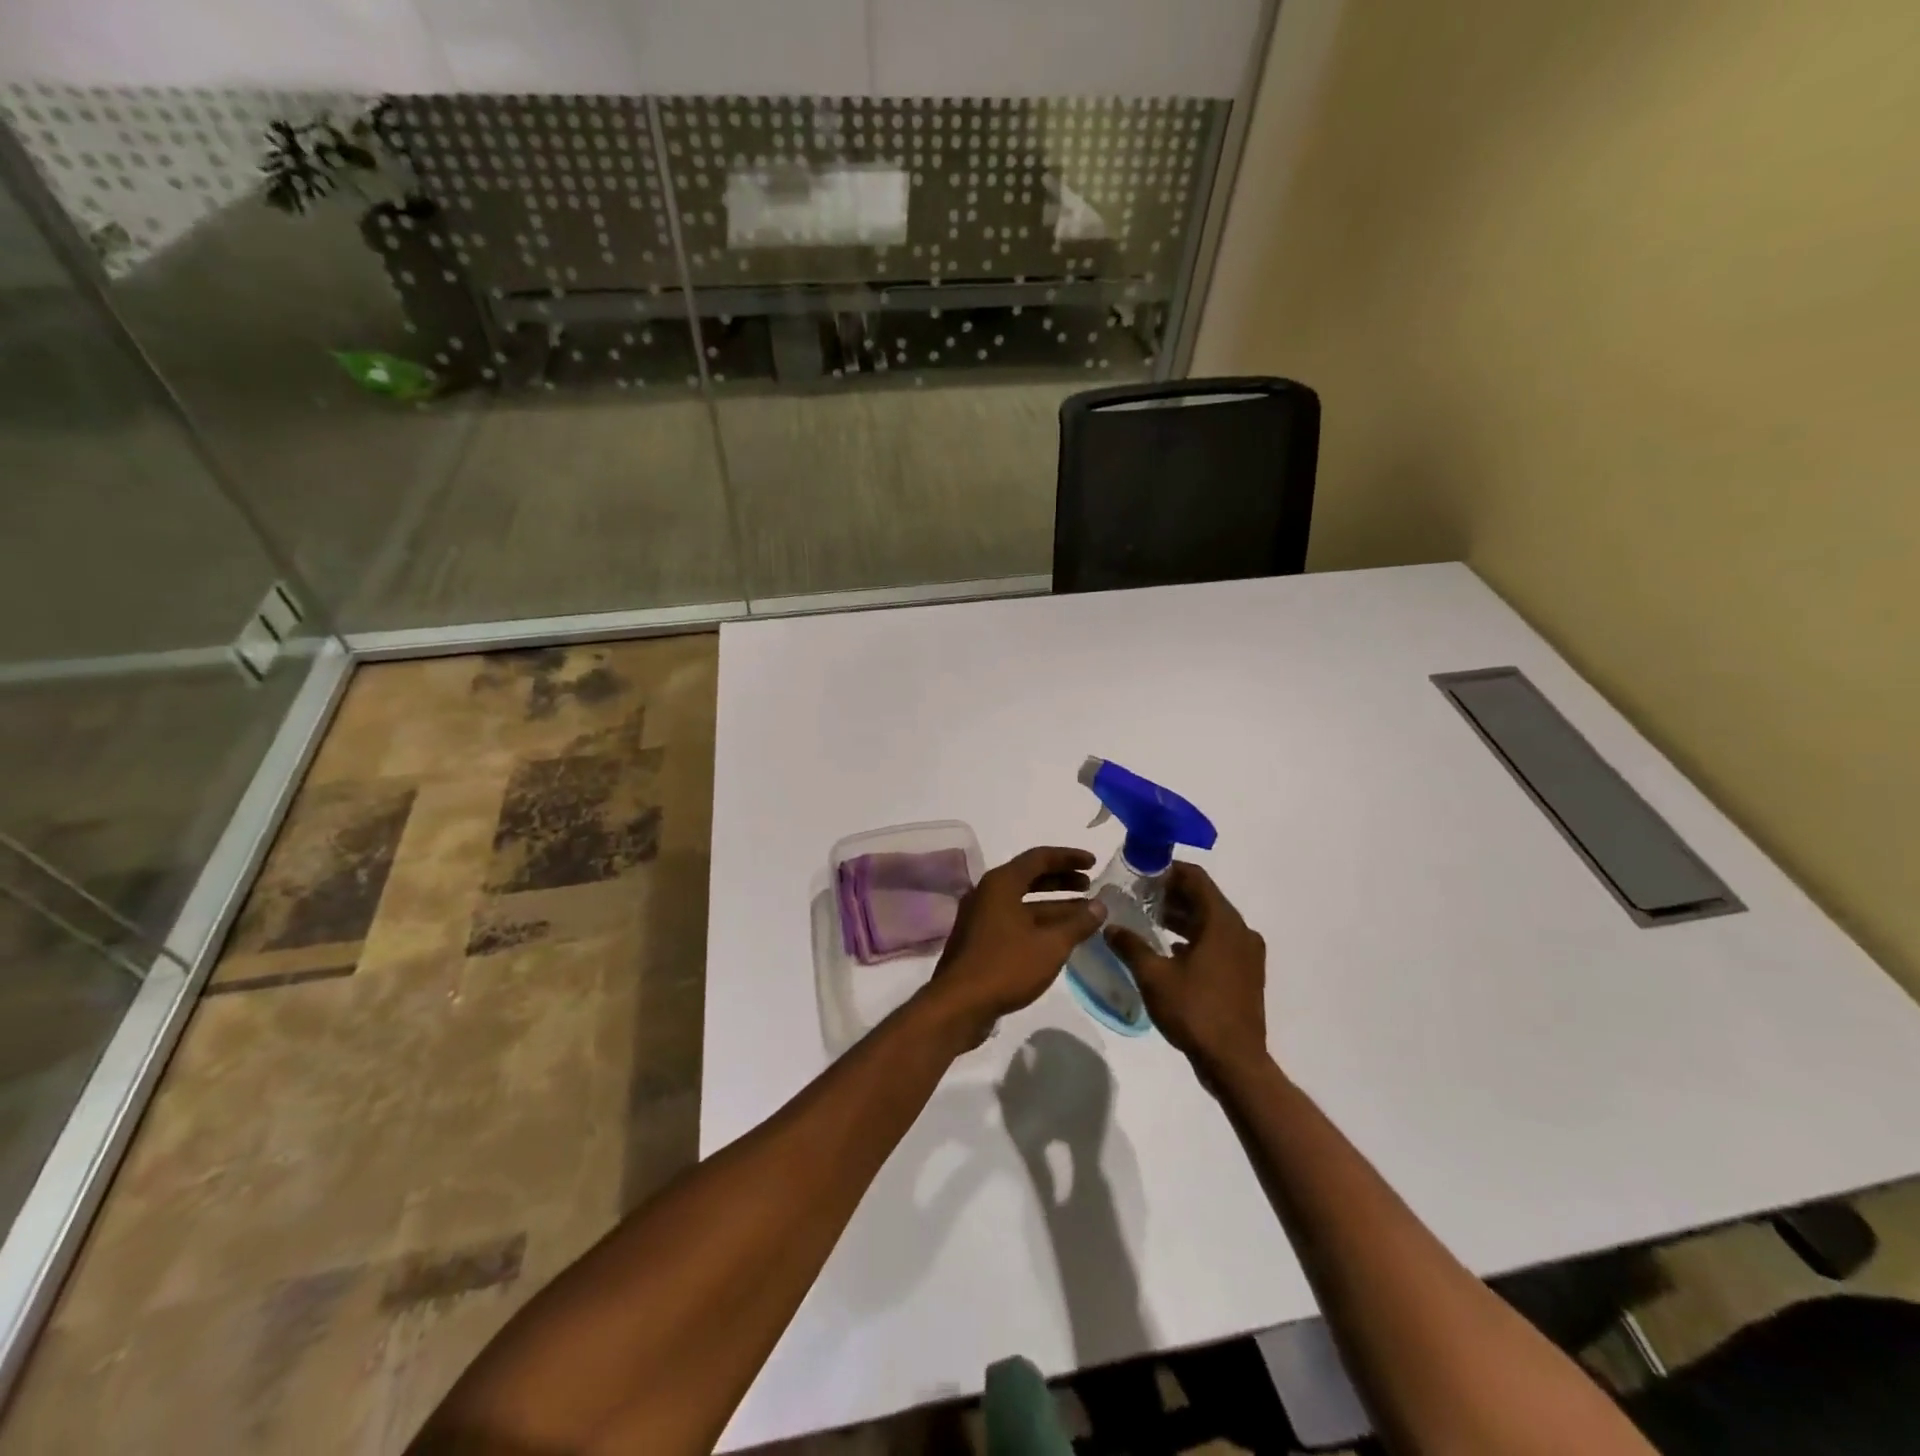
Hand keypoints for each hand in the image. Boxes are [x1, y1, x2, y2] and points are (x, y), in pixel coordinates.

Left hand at [919, 847, 1105, 1048]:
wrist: (959, 1005)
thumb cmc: (1006, 966)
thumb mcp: (1051, 945)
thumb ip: (1078, 923)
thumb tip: (1100, 905)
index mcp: (1001, 883)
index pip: (1039, 858)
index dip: (1068, 857)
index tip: (1093, 862)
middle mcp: (988, 893)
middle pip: (1029, 878)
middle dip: (1062, 881)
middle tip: (1090, 886)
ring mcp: (981, 917)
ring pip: (1023, 902)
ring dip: (1053, 905)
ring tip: (1084, 913)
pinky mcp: (980, 940)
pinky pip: (1014, 921)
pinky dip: (1038, 923)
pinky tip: (1059, 937)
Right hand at [1103, 862, 1268, 1083]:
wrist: (1235, 1062)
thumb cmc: (1195, 1010)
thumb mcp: (1154, 976)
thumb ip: (1131, 946)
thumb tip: (1110, 926)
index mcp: (1222, 922)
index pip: (1196, 878)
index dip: (1168, 871)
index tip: (1142, 873)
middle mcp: (1240, 931)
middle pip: (1204, 898)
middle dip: (1172, 894)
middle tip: (1140, 896)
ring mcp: (1247, 954)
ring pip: (1212, 922)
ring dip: (1183, 917)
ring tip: (1150, 920)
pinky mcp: (1246, 974)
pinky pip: (1219, 942)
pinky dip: (1196, 938)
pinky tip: (1171, 950)